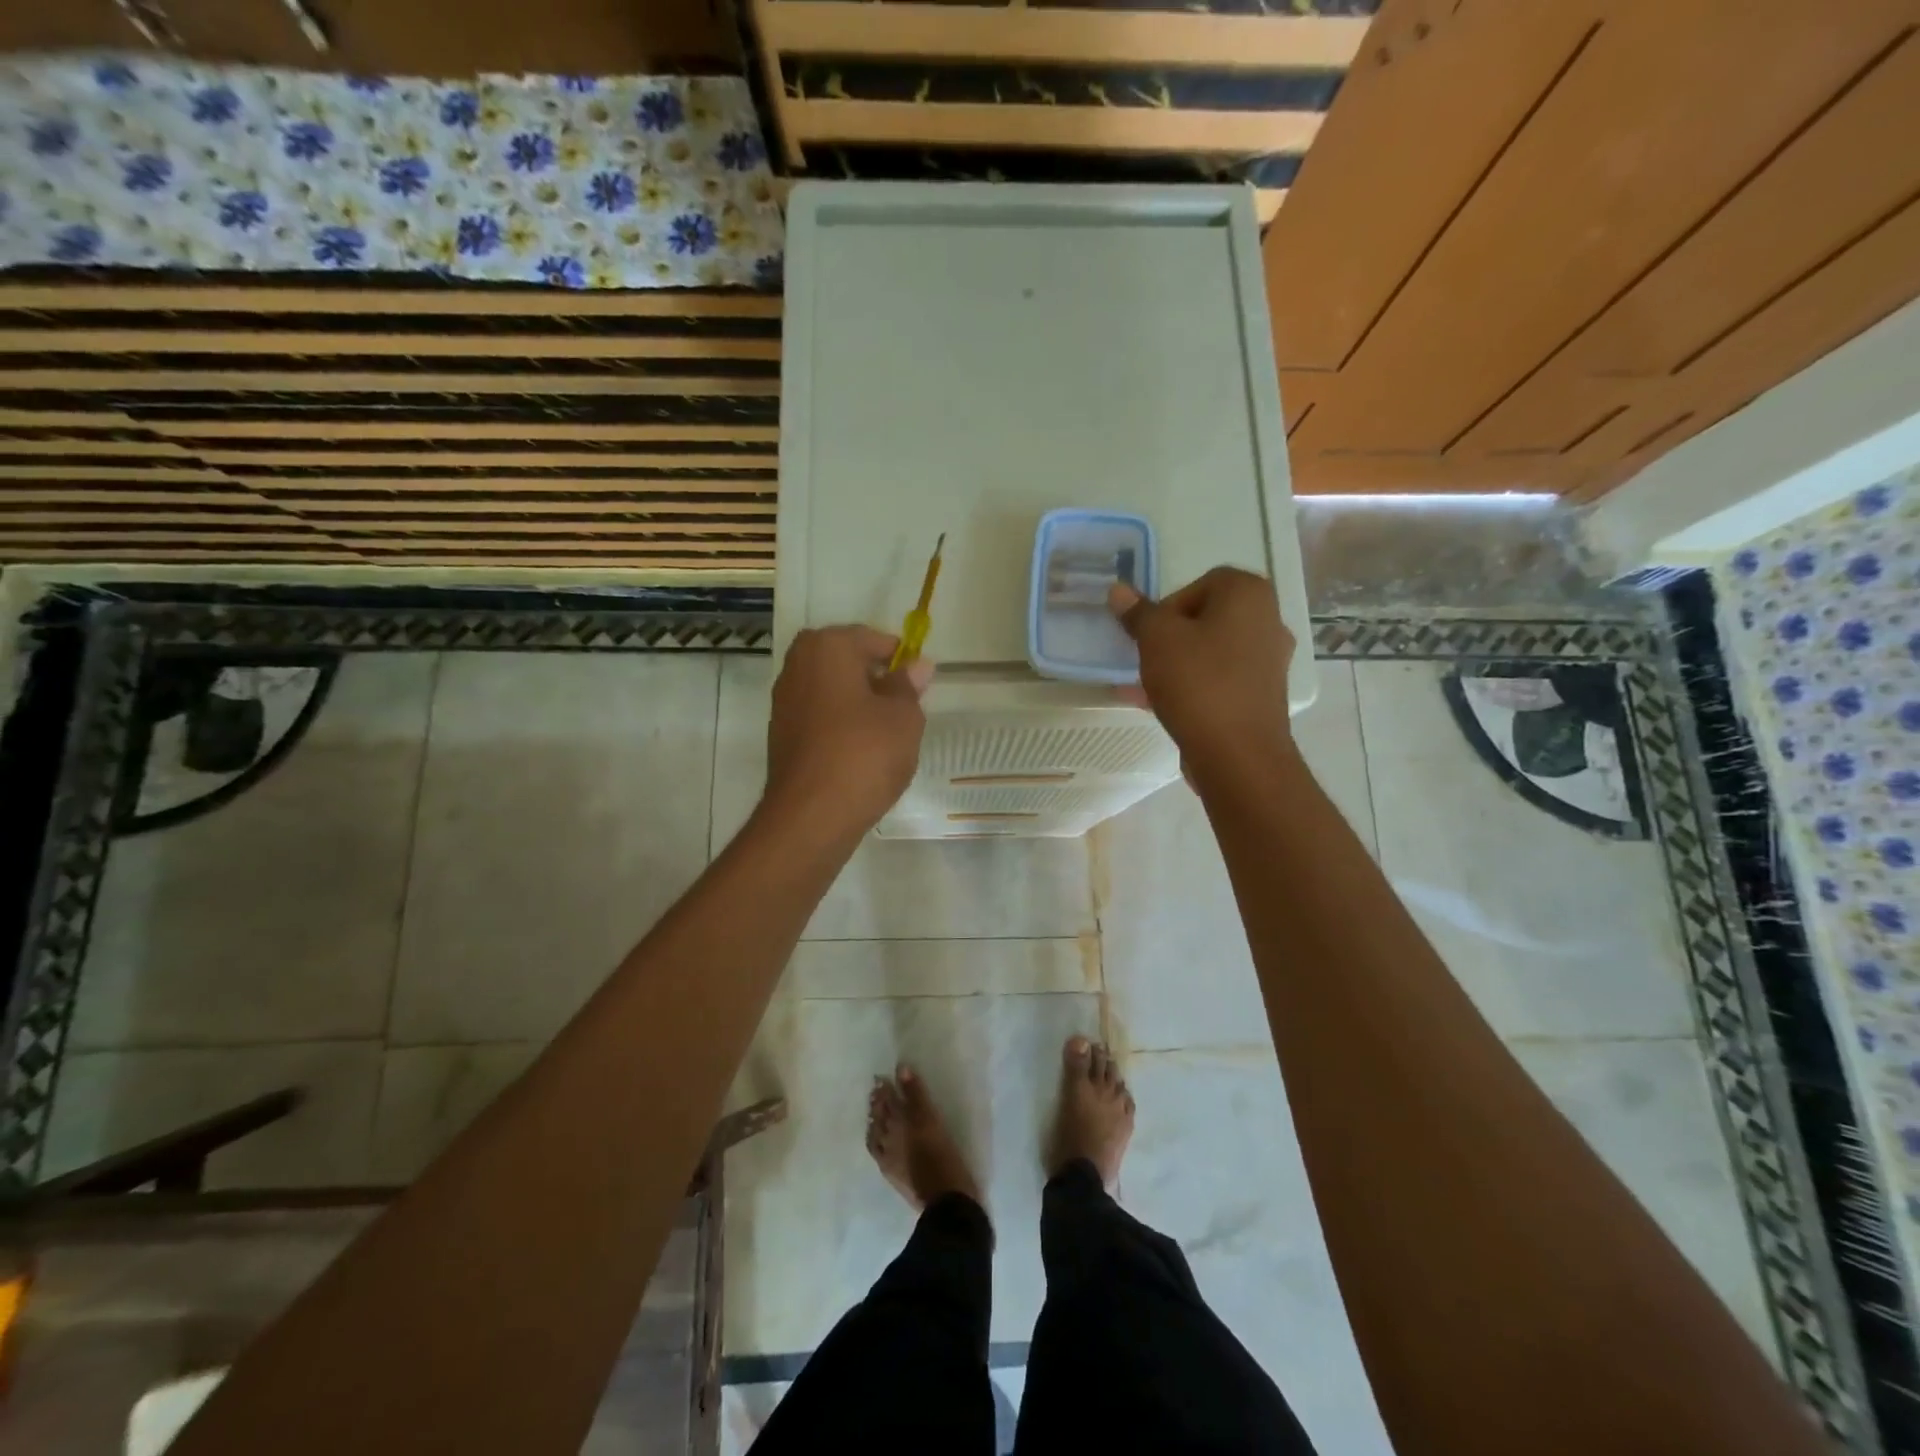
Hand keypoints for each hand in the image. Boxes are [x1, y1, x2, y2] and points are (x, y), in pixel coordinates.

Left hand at [763, 626, 934, 839]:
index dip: (901, 660)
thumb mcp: (904, 717)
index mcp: (827, 647)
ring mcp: (784, 701)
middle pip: (848, 663)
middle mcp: (798, 665)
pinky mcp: (781, 735)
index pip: (873, 639)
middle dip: (877, 680)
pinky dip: (841, 727)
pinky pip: (820, 718)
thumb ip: (909, 686)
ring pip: (833, 691)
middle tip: (905, 709)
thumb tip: (917, 666)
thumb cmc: (864, 754)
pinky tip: (861, 753)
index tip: (921, 685)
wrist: (811, 816)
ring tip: (887, 735)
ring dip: (859, 704)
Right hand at [1109, 567, 1295, 785]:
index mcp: (1248, 594)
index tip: (1149, 634)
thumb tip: (1118, 590)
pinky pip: (1220, 680)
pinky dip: (1194, 686)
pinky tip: (1161, 706)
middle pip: (1207, 618)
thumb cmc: (1198, 683)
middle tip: (1147, 658)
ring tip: (1146, 686)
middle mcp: (1268, 621)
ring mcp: (1270, 661)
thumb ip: (1138, 613)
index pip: (1200, 583)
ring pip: (1212, 651)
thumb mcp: (1156, 640)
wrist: (1238, 754)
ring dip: (1178, 663)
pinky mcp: (1263, 695)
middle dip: (1171, 636)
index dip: (1168, 606)